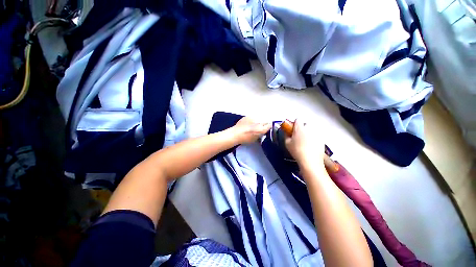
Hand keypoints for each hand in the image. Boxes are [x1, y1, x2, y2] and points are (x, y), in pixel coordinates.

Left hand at [231, 117, 270, 143]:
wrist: (235, 134)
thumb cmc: (245, 139)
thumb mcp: (255, 139)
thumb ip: (260, 134)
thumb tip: (263, 132)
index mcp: (261, 129)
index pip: (270, 125)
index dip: (269, 126)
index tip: (267, 128)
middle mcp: (259, 122)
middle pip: (266, 121)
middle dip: (265, 123)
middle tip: (261, 127)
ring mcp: (253, 118)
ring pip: (260, 118)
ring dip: (259, 121)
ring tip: (254, 124)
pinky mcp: (248, 116)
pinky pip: (253, 117)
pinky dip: (253, 120)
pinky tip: (249, 123)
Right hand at [284, 119, 324, 169]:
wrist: (310, 161)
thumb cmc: (296, 151)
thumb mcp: (287, 143)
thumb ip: (286, 136)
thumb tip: (287, 133)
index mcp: (300, 127)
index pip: (298, 119)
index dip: (295, 124)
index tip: (293, 130)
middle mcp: (310, 128)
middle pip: (306, 124)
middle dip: (302, 128)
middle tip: (298, 136)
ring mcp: (317, 133)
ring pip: (312, 130)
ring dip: (308, 133)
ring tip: (305, 141)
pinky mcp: (322, 139)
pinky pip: (316, 136)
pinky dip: (314, 138)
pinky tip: (311, 146)